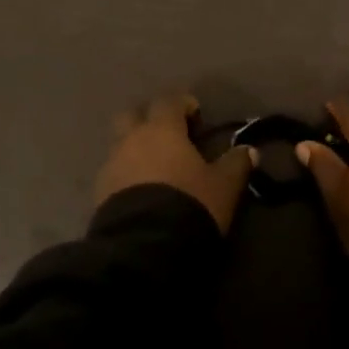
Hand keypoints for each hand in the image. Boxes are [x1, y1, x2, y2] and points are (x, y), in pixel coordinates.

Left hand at [94, 93, 254, 232]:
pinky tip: (139, 192)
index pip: (168, 101)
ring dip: (135, 149)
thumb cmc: (189, 204)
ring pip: (120, 144)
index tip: (195, 114)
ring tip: (154, 169)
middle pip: (133, 115)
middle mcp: (131, 140)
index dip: (182, 104)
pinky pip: (113, 173)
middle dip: (148, 119)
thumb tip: (250, 150)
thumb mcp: (223, 186)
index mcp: (162, 130)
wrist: (144, 246)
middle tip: (168, 136)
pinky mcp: (99, 192)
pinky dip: (125, 175)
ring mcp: (111, 165)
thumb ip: (236, 164)